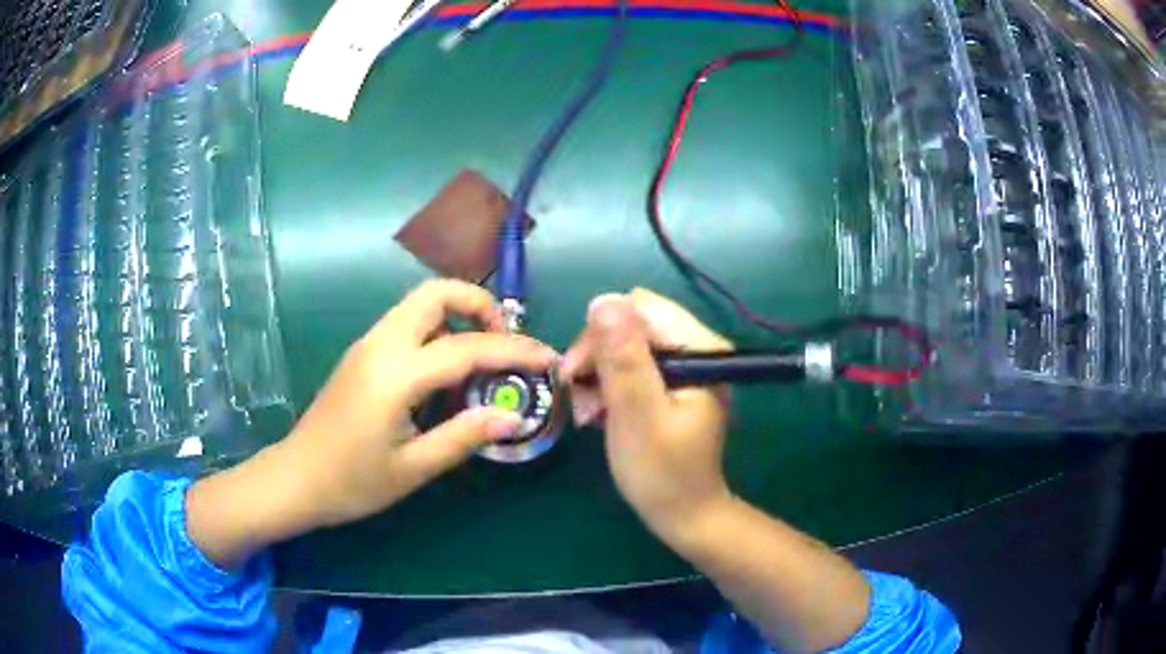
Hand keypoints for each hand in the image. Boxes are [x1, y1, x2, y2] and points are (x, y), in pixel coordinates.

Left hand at [187, 280, 555, 564]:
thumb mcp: (413, 468)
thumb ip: (464, 436)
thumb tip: (512, 417)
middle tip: (504, 344)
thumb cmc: (352, 481)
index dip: (514, 351)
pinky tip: (448, 372)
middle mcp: (381, 344)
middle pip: (435, 293)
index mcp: (395, 373)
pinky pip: (407, 324)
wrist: (297, 478)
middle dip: (479, 305)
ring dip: (458, 315)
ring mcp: (368, 344)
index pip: (466, 347)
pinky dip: (438, 331)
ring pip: (420, 304)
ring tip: (484, 357)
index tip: (548, 358)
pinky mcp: (362, 354)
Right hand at [560, 288, 733, 542]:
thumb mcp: (637, 416)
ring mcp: (685, 366)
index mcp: (701, 349)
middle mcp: (697, 348)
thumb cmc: (662, 473)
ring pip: (626, 344)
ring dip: (598, 374)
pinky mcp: (672, 384)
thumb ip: (624, 360)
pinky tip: (598, 413)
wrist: (683, 515)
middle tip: (578, 397)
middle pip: (632, 324)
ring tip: (587, 413)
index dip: (602, 335)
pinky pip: (631, 366)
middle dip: (597, 356)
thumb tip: (603, 300)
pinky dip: (608, 386)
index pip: (640, 309)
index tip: (578, 374)